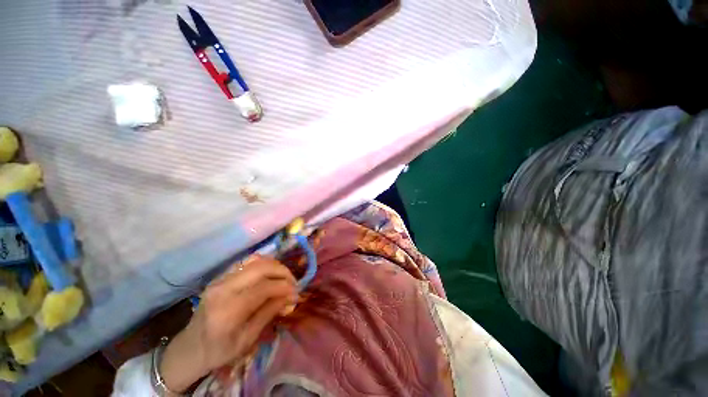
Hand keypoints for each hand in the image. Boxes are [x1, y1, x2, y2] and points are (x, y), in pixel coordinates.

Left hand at [159, 255, 297, 392]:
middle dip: (282, 271)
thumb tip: (291, 295)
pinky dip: (264, 265)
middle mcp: (223, 288)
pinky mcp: (221, 276)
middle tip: (293, 282)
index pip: (263, 288)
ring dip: (275, 266)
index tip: (296, 293)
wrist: (188, 348)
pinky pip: (248, 263)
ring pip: (255, 261)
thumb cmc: (219, 351)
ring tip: (284, 278)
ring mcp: (220, 279)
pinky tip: (271, 275)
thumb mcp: (247, 339)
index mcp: (227, 310)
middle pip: (260, 268)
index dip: (284, 287)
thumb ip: (269, 312)